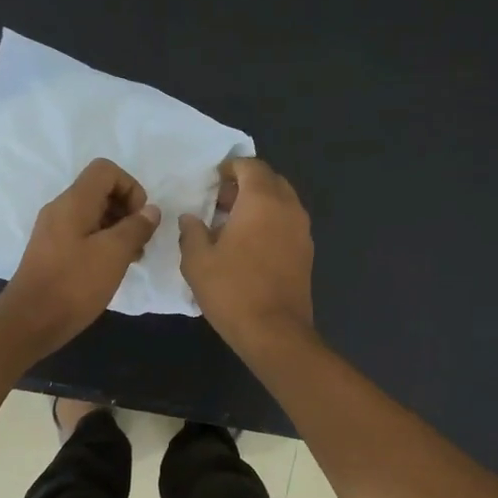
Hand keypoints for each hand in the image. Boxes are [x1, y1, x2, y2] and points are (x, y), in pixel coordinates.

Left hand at [0, 158, 160, 357]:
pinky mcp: (52, 252)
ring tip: (131, 259)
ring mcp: (54, 231)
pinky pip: (83, 235)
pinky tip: (112, 269)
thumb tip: (151, 210)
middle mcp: (61, 209)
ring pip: (94, 215)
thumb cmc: (75, 284)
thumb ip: (136, 227)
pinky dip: (103, 244)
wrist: (30, 321)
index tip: (140, 220)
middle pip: (101, 191)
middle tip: (140, 243)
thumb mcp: (114, 254)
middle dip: (127, 211)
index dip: (131, 188)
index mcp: (73, 202)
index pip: (106, 171)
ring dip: (118, 230)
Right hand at [180, 157, 315, 358]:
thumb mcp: (197, 261)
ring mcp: (302, 231)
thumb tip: (191, 218)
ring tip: (233, 225)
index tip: (214, 180)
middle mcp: (288, 208)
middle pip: (270, 181)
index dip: (231, 168)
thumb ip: (192, 232)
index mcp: (262, 200)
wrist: (275, 332)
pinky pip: (288, 224)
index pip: (250, 166)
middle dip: (246, 185)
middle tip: (221, 202)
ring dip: (260, 205)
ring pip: (282, 203)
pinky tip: (250, 246)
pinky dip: (271, 223)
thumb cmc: (232, 291)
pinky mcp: (307, 253)